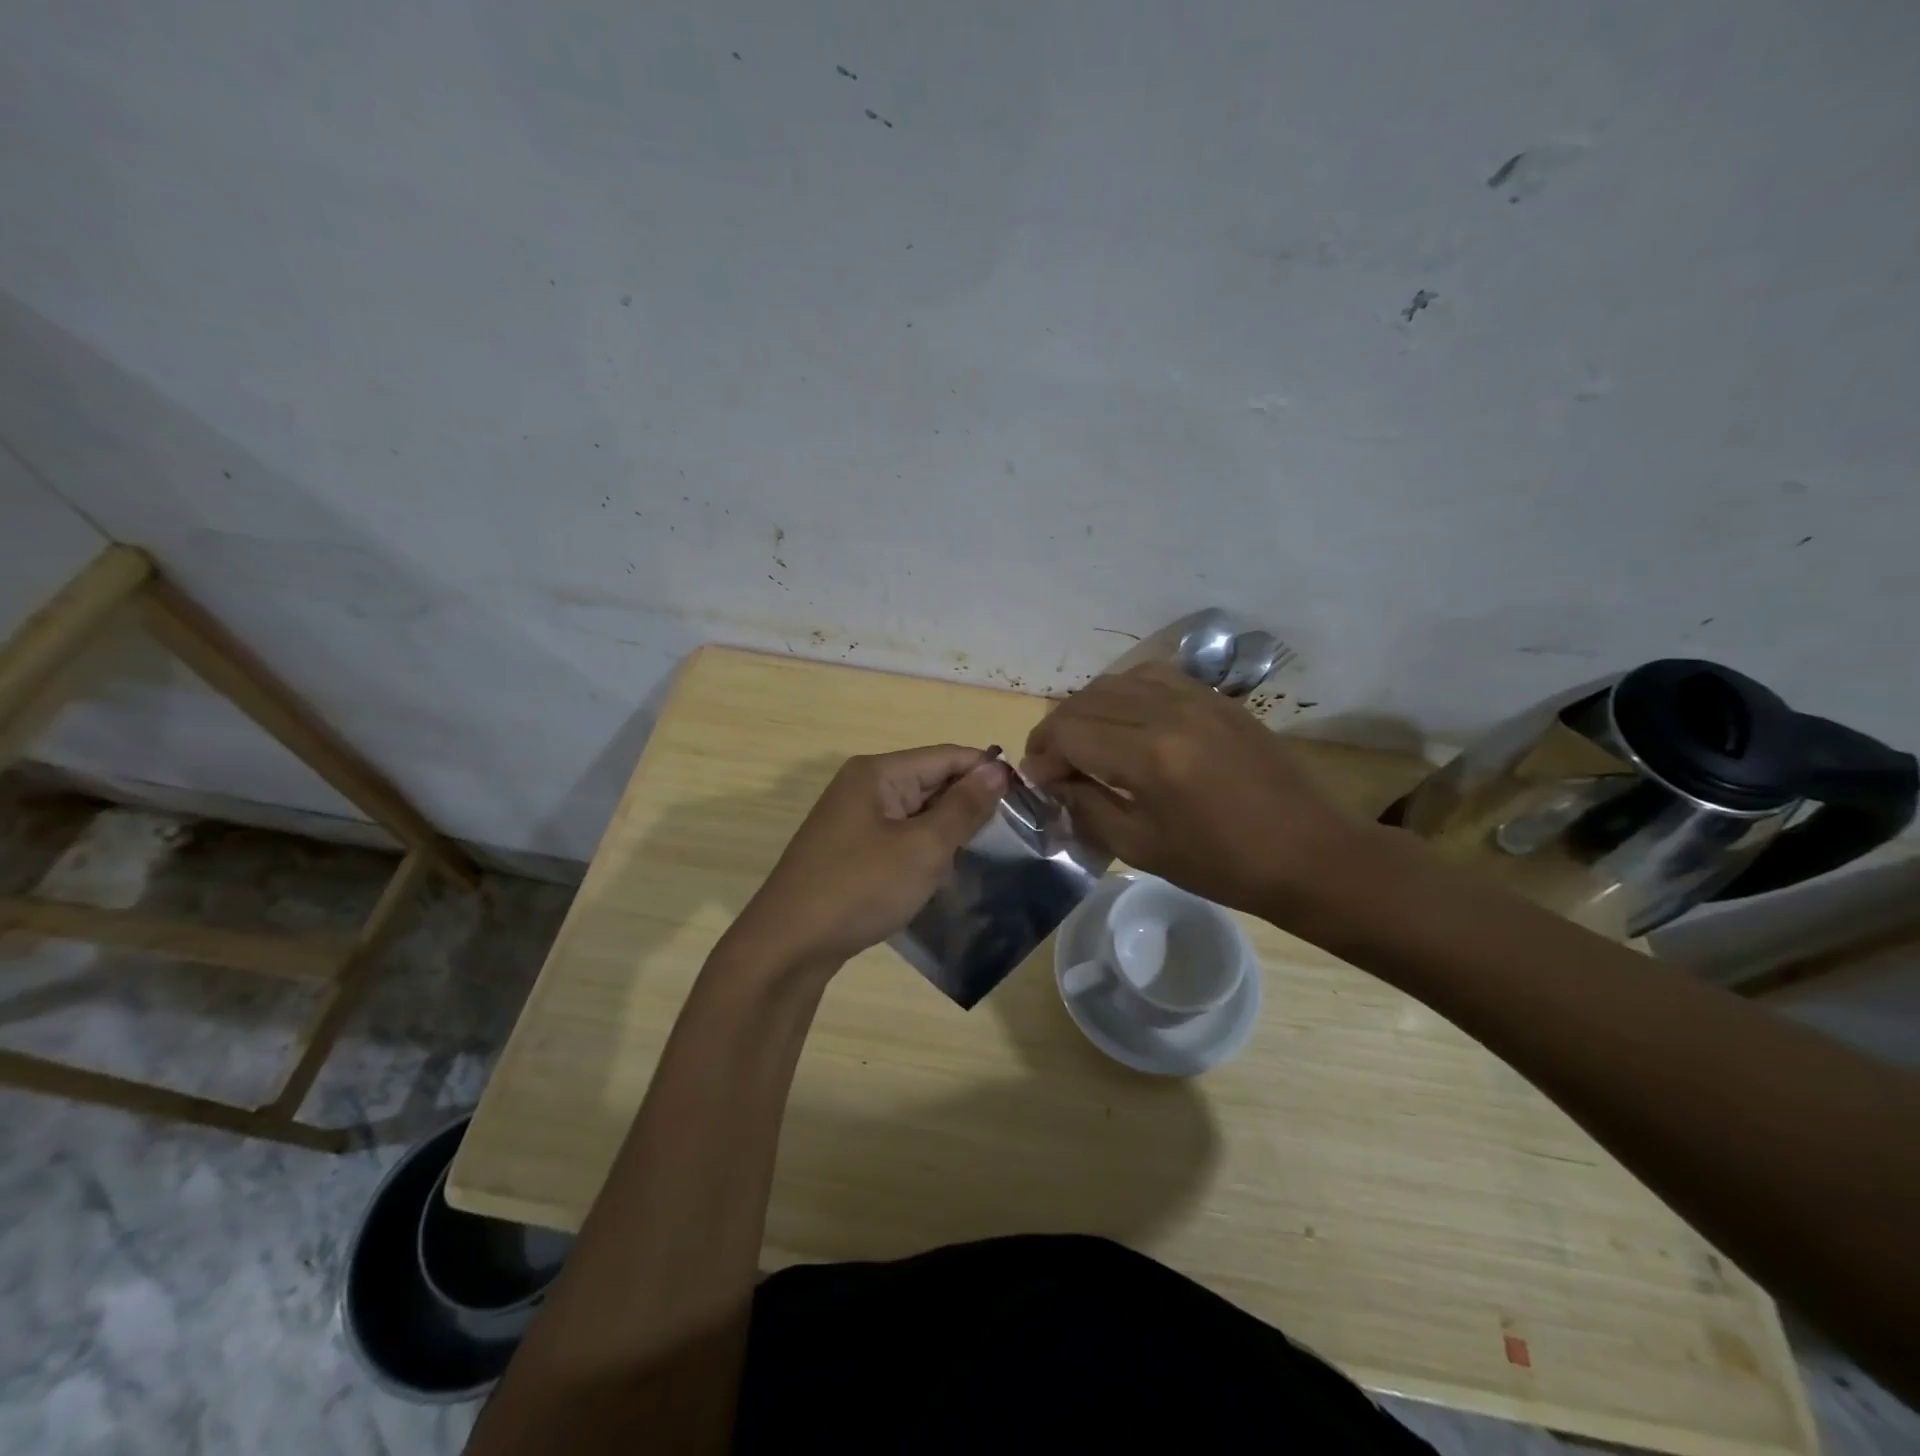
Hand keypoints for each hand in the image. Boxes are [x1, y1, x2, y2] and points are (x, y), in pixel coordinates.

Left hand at [728, 746, 1007, 971]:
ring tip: (986, 851)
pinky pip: (899, 834)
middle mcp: (863, 785)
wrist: (789, 945)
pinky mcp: (849, 848)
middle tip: (1013, 831)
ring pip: (916, 811)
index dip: (987, 771)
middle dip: (969, 802)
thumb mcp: (923, 848)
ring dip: (948, 828)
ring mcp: (853, 818)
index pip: (946, 756)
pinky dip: (924, 847)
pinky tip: (944, 870)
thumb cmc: (860, 888)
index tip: (1027, 797)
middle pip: (930, 780)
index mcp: (878, 772)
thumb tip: (998, 770)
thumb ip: (963, 807)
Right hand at [1022, 663, 1365, 916]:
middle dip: (1056, 731)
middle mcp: (1167, 712)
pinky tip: (1125, 723)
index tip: (1038, 782)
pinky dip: (1123, 694)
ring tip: (1084, 743)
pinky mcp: (1215, 697)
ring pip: (1115, 681)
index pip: (1068, 733)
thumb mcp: (1141, 847)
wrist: (1309, 852)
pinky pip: (1152, 677)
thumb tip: (1052, 781)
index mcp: (1149, 756)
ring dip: (1087, 709)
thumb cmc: (1222, 864)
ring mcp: (1195, 697)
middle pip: (1085, 701)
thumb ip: (1087, 806)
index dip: (1041, 756)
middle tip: (1053, 766)